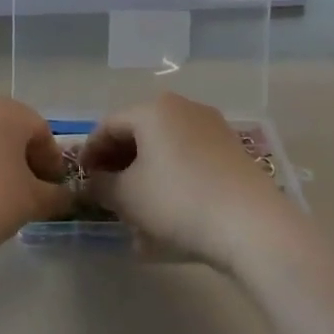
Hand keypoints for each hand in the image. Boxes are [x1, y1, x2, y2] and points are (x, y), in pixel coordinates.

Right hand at [82, 93, 305, 267]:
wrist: (252, 225)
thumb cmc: (178, 201)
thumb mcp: (127, 197)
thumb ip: (101, 186)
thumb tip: (92, 182)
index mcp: (153, 109)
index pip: (108, 125)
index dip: (90, 152)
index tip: (81, 179)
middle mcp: (184, 108)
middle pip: (139, 133)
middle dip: (118, 163)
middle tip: (106, 191)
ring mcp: (213, 128)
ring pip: (165, 148)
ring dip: (145, 174)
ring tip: (135, 207)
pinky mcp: (233, 152)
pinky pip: (189, 160)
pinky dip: (172, 179)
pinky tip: (167, 211)